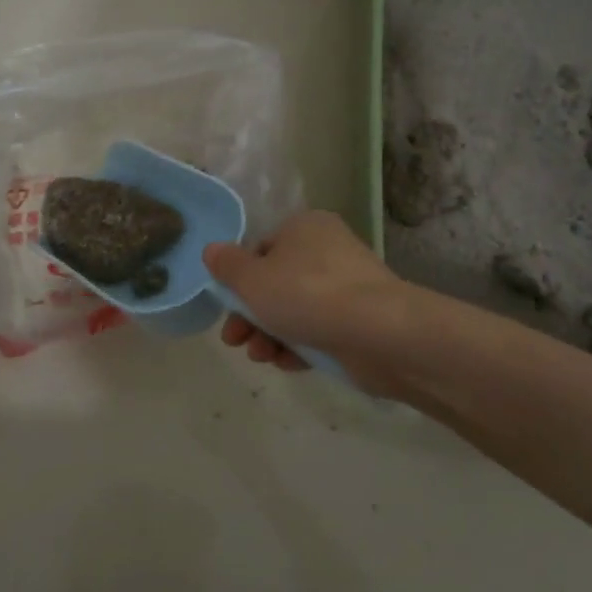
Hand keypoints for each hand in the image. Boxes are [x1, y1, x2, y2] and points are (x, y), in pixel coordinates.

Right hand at [204, 211, 406, 384]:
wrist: (378, 332)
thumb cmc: (307, 294)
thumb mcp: (252, 279)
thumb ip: (228, 266)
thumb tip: (212, 250)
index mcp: (304, 227)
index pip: (261, 249)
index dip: (238, 280)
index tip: (225, 308)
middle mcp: (328, 250)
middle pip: (276, 283)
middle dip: (251, 316)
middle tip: (235, 341)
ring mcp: (348, 286)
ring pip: (296, 310)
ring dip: (271, 335)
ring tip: (262, 357)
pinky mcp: (360, 320)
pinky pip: (320, 330)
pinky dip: (300, 346)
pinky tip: (288, 363)